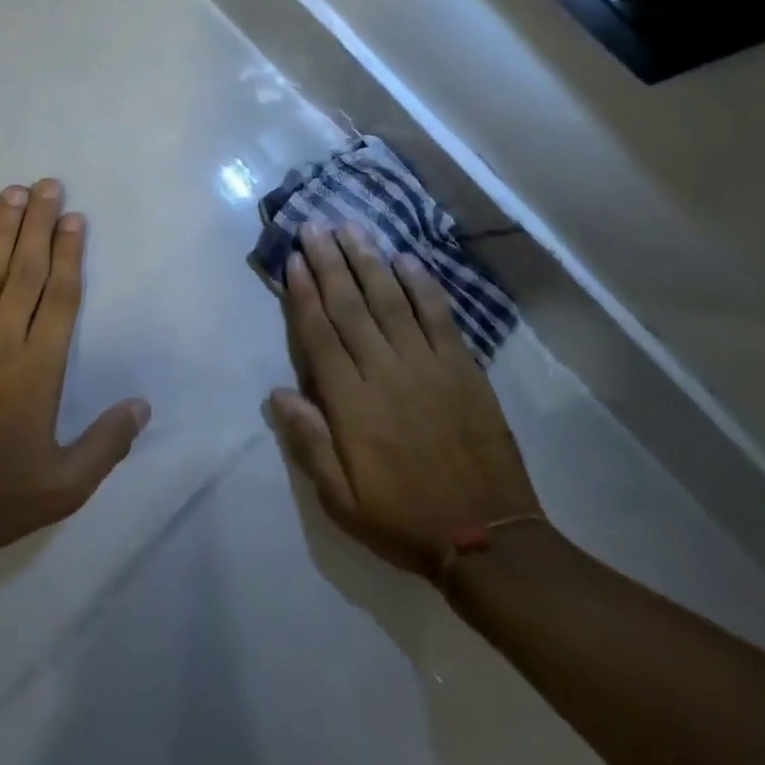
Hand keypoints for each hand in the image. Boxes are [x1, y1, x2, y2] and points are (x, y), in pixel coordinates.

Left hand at [0, 180, 150, 557]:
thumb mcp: (65, 484)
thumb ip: (107, 443)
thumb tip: (143, 405)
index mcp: (39, 368)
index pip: (61, 296)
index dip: (71, 253)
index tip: (75, 219)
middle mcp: (3, 340)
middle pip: (27, 270)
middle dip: (40, 224)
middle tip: (49, 184)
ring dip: (3, 228)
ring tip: (14, 192)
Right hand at [270, 222, 541, 578]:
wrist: (488, 538)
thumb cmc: (403, 517)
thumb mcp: (341, 500)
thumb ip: (309, 443)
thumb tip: (277, 393)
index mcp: (351, 403)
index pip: (320, 334)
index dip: (304, 293)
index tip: (293, 259)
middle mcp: (385, 372)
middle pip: (350, 305)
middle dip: (329, 262)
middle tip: (315, 225)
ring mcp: (427, 365)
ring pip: (391, 299)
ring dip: (368, 260)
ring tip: (351, 228)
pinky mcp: (463, 367)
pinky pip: (439, 316)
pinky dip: (422, 285)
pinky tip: (406, 259)